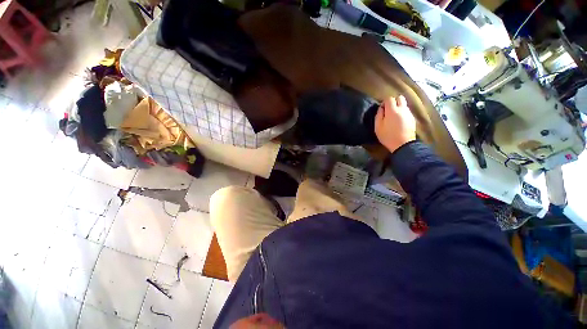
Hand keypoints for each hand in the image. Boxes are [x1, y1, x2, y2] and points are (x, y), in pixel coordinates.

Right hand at [375, 95, 415, 152]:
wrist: (403, 144)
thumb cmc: (388, 136)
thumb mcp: (378, 127)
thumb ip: (378, 115)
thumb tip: (381, 108)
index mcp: (392, 110)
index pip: (389, 98)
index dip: (384, 102)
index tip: (382, 109)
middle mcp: (402, 109)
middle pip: (400, 97)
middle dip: (394, 101)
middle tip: (388, 110)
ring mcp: (409, 113)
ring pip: (404, 104)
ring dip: (399, 107)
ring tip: (394, 116)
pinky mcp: (412, 118)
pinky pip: (407, 111)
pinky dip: (403, 112)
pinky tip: (399, 121)